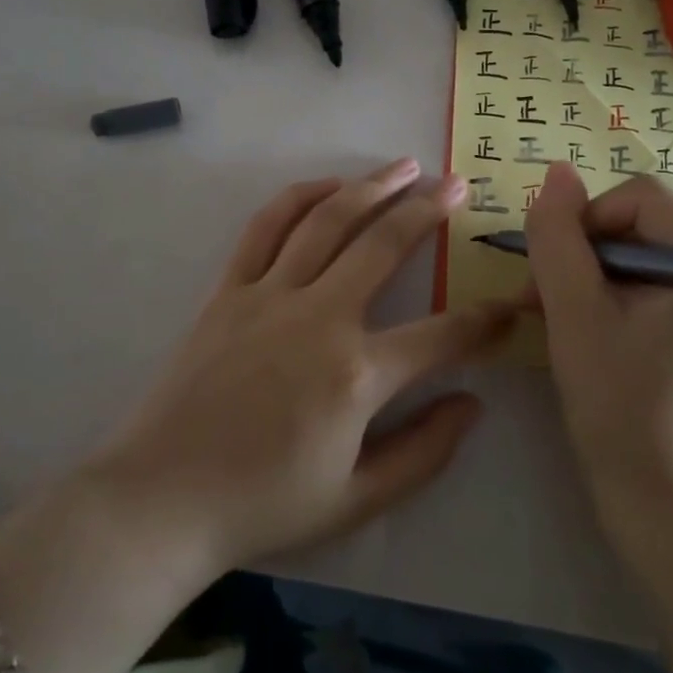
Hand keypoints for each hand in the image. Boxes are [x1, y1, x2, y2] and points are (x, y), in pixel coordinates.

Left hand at [91, 158, 515, 580]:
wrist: (161, 499)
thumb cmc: (263, 506)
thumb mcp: (357, 501)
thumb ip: (425, 453)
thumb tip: (473, 405)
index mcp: (357, 375)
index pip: (442, 336)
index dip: (486, 320)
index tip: (511, 304)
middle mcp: (319, 318)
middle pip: (384, 244)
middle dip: (430, 210)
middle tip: (459, 184)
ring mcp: (270, 295)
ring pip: (328, 220)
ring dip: (372, 186)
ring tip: (406, 166)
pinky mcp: (229, 290)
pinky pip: (266, 228)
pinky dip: (300, 197)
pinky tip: (329, 186)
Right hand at [524, 162, 672, 524]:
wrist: (652, 489)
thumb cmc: (614, 400)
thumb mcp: (573, 310)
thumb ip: (558, 235)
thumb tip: (556, 171)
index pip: (643, 195)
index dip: (589, 219)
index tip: (559, 271)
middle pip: (642, 216)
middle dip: (585, 246)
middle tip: (546, 292)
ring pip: (638, 243)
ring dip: (588, 267)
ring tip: (552, 308)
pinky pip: (647, 272)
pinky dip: (606, 285)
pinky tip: (577, 317)